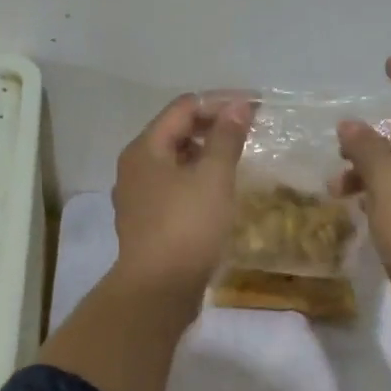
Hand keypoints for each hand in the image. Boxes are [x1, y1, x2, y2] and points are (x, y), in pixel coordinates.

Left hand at [110, 93, 252, 308]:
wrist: (158, 289)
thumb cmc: (187, 227)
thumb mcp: (213, 177)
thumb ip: (226, 137)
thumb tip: (238, 105)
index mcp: (145, 148)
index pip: (184, 107)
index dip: (221, 101)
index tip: (256, 106)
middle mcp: (134, 167)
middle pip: (175, 131)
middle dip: (213, 125)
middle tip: (250, 130)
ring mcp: (137, 196)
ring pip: (174, 161)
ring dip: (205, 153)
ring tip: (238, 157)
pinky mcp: (146, 221)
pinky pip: (173, 186)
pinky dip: (196, 179)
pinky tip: (218, 190)